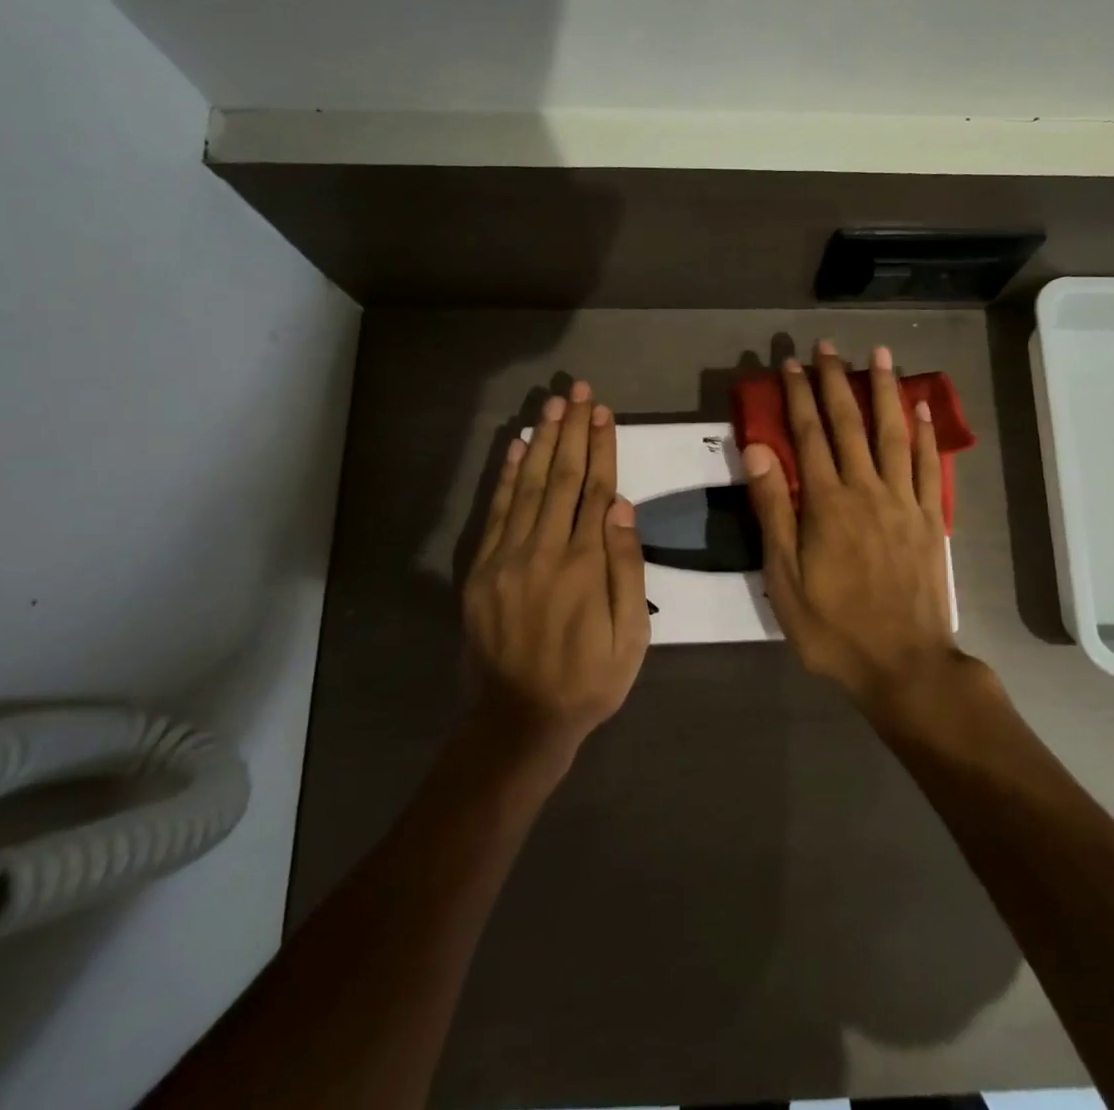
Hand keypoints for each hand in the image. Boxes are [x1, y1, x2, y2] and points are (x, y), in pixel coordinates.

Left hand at [463, 383, 649, 761]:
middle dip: (572, 430)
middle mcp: (543, 550)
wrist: (519, 721)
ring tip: (552, 405)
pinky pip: (496, 512)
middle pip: (562, 477)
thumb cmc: (589, 680)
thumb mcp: (631, 636)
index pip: (596, 490)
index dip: (601, 447)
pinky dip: (507, 476)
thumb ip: (626, 569)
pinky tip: (516, 447)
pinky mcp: (481, 570)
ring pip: (529, 486)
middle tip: (579, 391)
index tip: (604, 412)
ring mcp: (507, 558)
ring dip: (542, 441)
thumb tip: (623, 508)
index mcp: (584, 564)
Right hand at [743, 342, 958, 712]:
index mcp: (826, 502)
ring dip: (884, 390)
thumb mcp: (784, 577)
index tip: (791, 364)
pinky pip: (928, 465)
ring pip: (893, 433)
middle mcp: (866, 489)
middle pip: (850, 423)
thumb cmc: (833, 626)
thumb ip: (772, 509)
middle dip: (836, 381)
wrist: (903, 664)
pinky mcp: (930, 517)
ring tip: (880, 354)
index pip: (808, 435)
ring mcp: (904, 501)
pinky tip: (922, 407)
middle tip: (828, 346)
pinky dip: (925, 433)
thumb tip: (757, 449)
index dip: (798, 396)